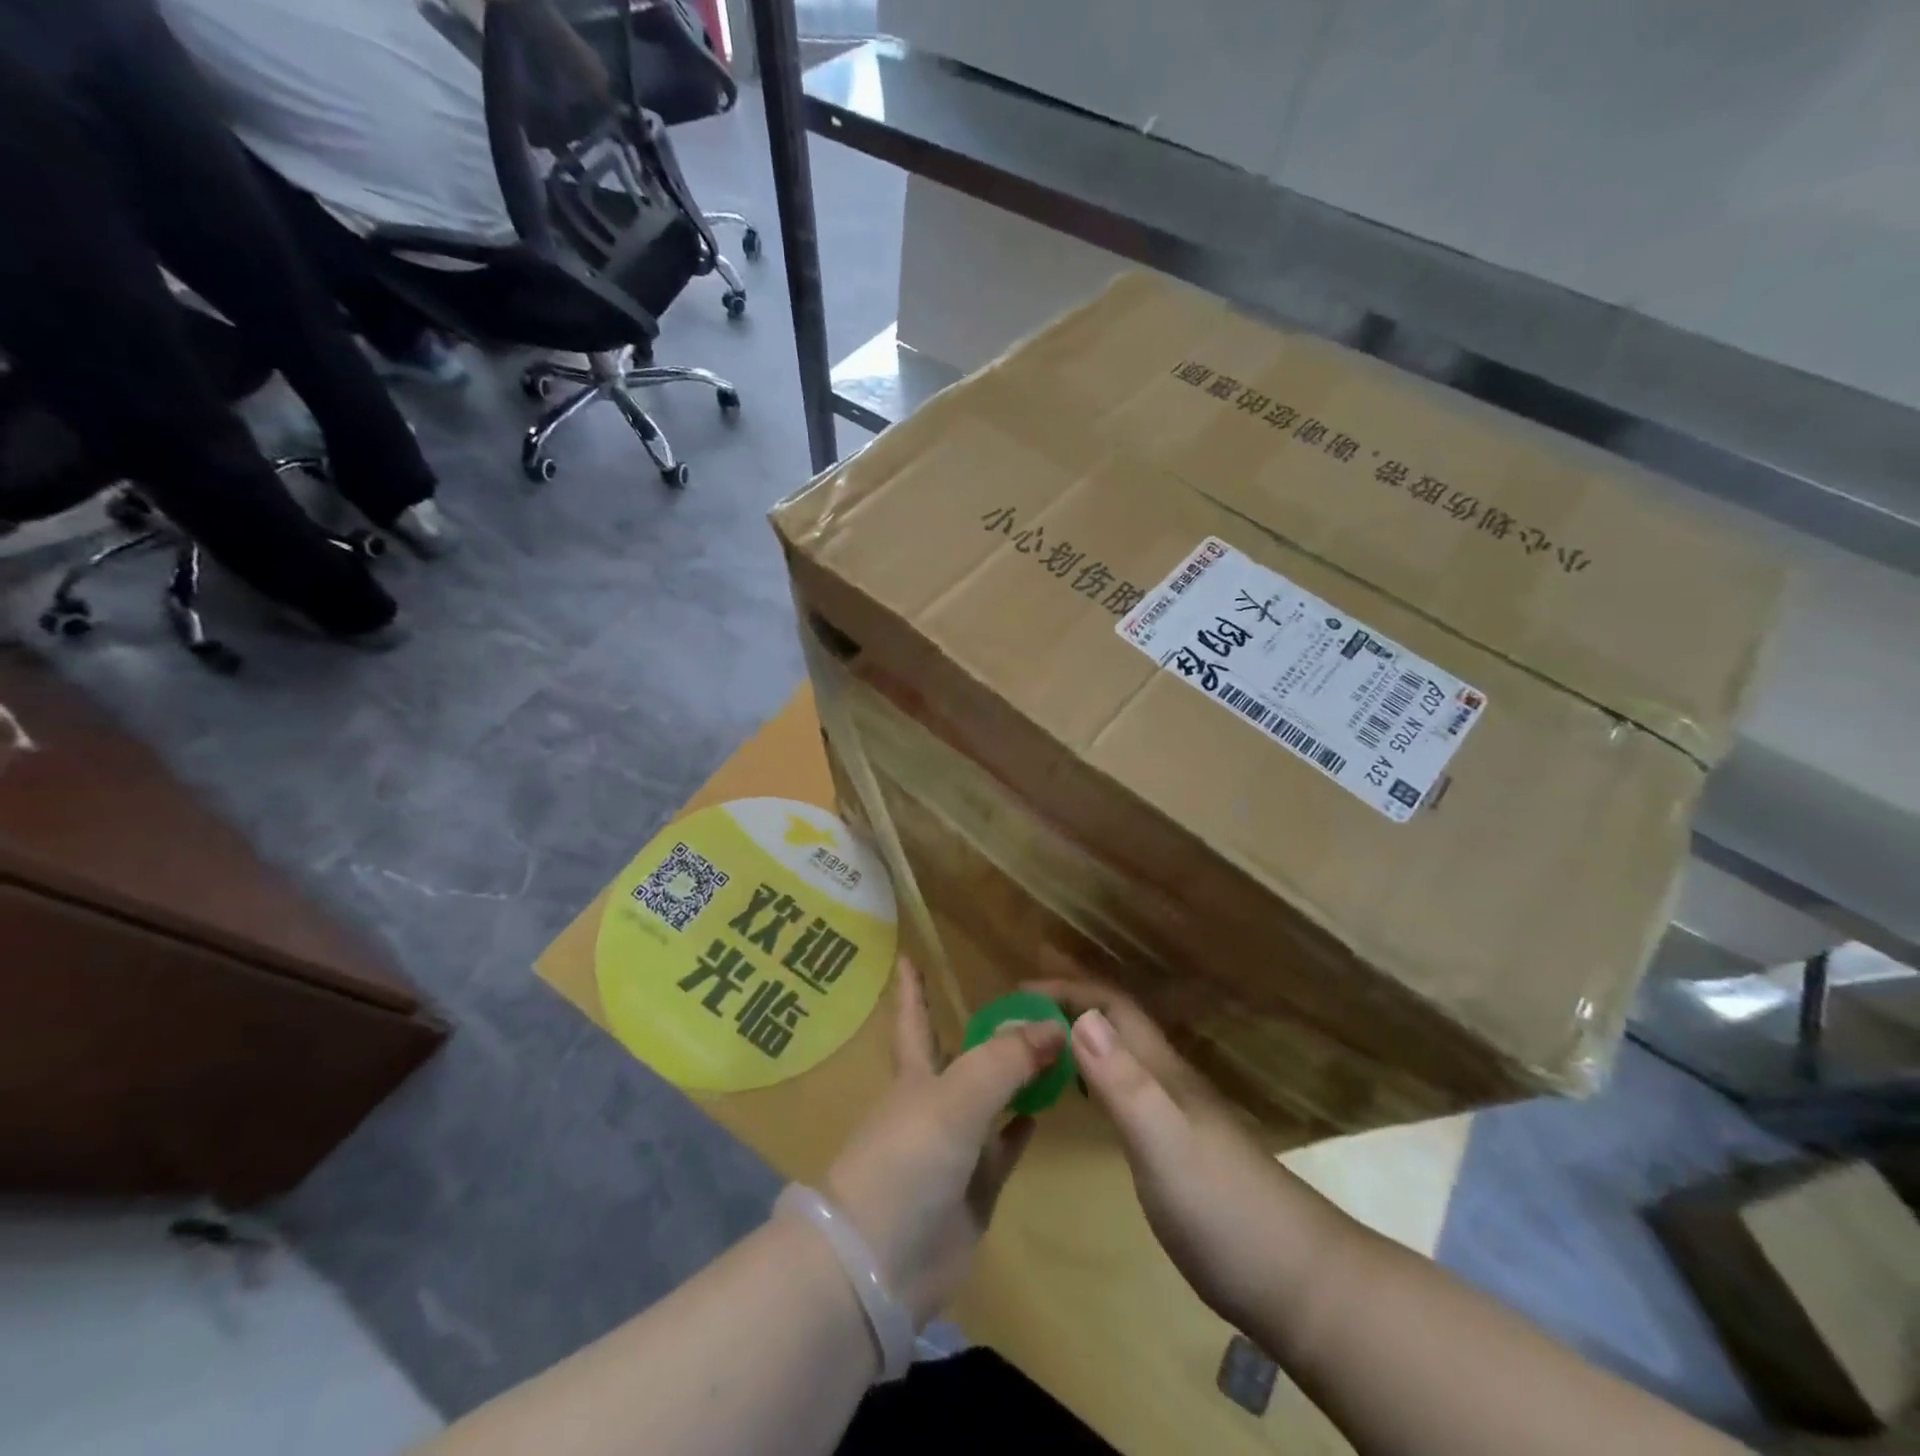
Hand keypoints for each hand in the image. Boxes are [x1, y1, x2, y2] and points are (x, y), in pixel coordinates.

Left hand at [823, 957, 1065, 1327]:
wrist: (880, 1263)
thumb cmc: (907, 1160)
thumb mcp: (956, 1097)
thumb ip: (1004, 1059)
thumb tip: (1053, 1027)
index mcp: (916, 1075)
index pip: (915, 1018)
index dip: (913, 988)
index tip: (909, 955)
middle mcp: (933, 1105)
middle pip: (961, 1057)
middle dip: (983, 1032)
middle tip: (1022, 1004)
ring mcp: (953, 1149)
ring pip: (990, 1100)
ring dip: (1014, 1077)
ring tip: (1049, 1050)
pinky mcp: (973, 1191)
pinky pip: (1003, 1148)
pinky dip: (1020, 1129)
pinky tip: (1043, 1111)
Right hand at [1031, 972, 1351, 1336]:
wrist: (1297, 1283)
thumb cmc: (1223, 1210)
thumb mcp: (1164, 1143)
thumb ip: (1123, 1082)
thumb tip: (1080, 1016)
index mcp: (1162, 1070)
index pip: (1113, 1007)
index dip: (1068, 990)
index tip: (1019, 992)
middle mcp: (1168, 1082)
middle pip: (1115, 1025)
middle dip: (1068, 1006)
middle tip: (1018, 1015)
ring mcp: (1176, 1116)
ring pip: (1120, 1057)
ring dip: (1079, 1040)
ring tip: (1037, 1048)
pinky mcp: (1177, 1150)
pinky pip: (1125, 1093)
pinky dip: (1093, 1079)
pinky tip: (1080, 1100)